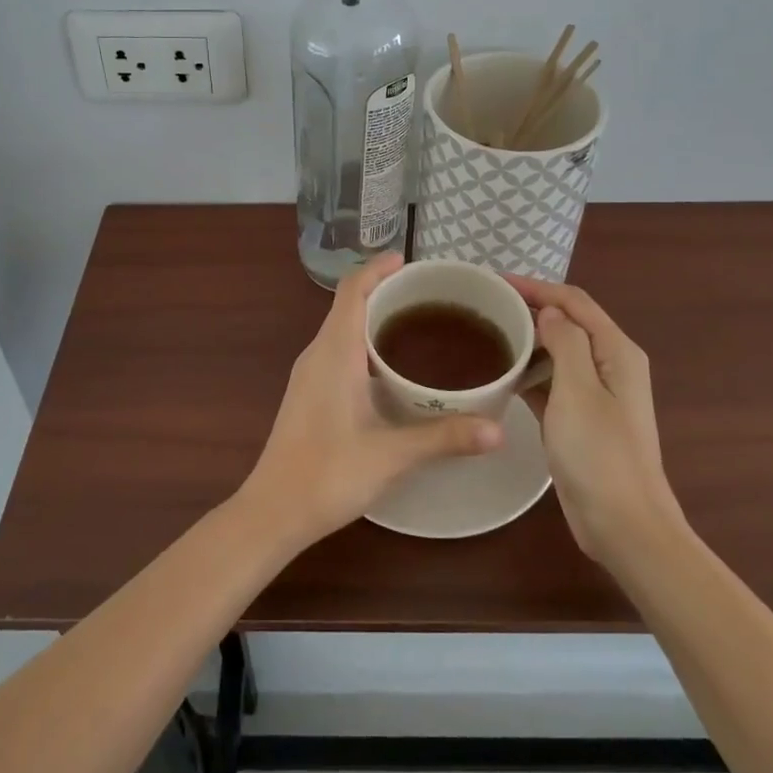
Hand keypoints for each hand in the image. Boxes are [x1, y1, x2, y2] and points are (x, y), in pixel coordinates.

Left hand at [239, 254, 503, 547]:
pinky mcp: (308, 393)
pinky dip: (363, 341)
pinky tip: (390, 367)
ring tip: (416, 323)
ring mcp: (309, 374)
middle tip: (429, 294)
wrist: (273, 511)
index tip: (409, 261)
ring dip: (373, 316)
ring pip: (341, 328)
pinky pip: (337, 349)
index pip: (352, 290)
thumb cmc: (328, 474)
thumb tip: (499, 430)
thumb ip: (444, 437)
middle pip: (348, 304)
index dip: (377, 268)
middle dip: (383, 290)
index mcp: (334, 352)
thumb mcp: (392, 455)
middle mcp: (318, 353)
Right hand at [509, 277, 681, 562]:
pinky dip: (529, 373)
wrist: (624, 524)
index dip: (536, 287)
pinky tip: (500, 376)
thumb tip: (549, 312)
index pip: (573, 302)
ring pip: (557, 353)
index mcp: (616, 351)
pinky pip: (552, 382)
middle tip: (485, 307)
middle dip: (530, 310)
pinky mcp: (580, 419)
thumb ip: (565, 342)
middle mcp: (609, 365)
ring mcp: (596, 394)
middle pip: (567, 323)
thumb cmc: (600, 454)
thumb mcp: (578, 391)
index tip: (495, 281)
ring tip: (486, 335)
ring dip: (527, 341)